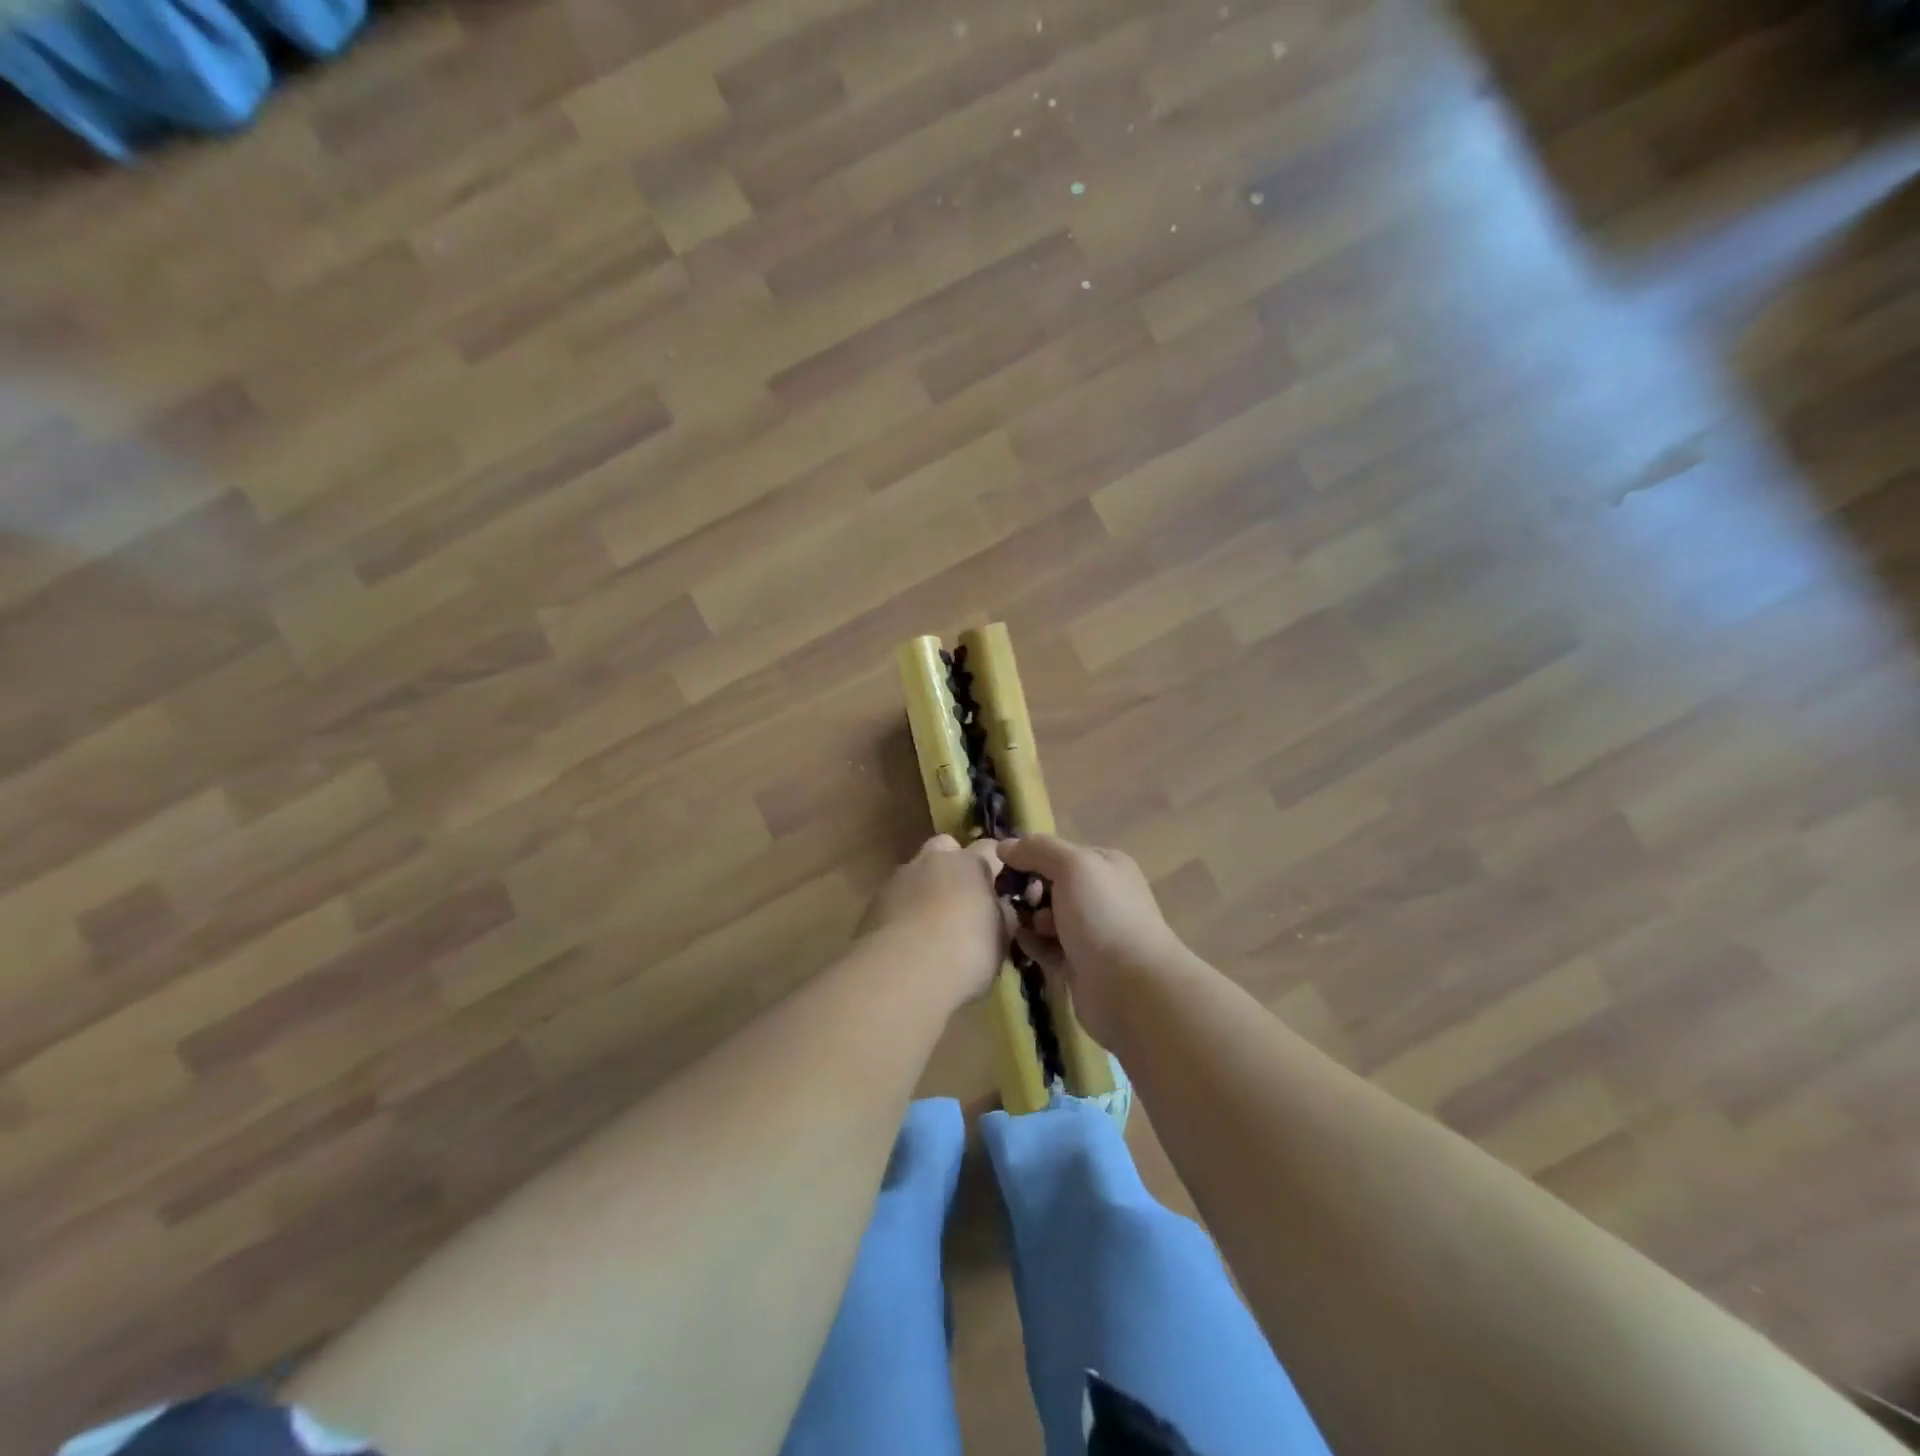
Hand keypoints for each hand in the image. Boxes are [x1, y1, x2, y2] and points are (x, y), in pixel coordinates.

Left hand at [861, 835, 1008, 1004]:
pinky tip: (908, 939)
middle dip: (953, 865)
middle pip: (946, 847)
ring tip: (931, 925)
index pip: (989, 848)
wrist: (902, 973)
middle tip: (962, 899)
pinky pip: (896, 897)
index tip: (1001, 884)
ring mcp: (899, 878)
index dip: (996, 864)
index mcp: (970, 864)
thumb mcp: (1000, 940)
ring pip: (916, 872)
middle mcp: (933, 861)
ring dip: (925, 888)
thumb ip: (1001, 916)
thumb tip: (1000, 907)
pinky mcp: (874, 902)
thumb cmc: (965, 953)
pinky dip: (903, 910)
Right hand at [998, 833, 1192, 1045]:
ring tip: (1023, 927)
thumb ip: (1038, 849)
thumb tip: (1005, 846)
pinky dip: (1032, 945)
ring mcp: (1091, 933)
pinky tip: (1022, 946)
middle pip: (1051, 885)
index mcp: (1105, 866)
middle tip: (1019, 902)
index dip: (1032, 858)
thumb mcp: (1073, 866)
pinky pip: (1046, 947)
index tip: (1009, 869)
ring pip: (1047, 918)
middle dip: (1030, 891)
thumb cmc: (1103, 916)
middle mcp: (1101, 896)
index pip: (1059, 853)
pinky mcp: (1079, 965)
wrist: (1130, 987)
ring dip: (1029, 920)